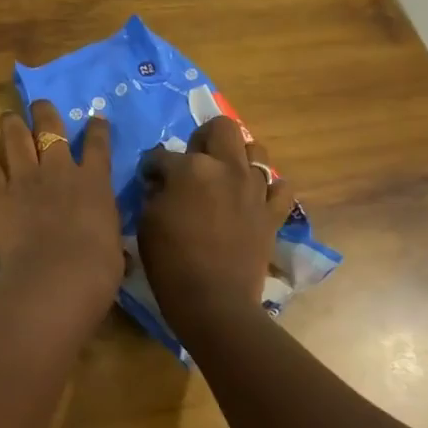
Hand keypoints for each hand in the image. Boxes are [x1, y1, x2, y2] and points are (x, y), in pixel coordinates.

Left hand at [0, 102, 123, 326]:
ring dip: (13, 122)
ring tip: (9, 113)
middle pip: (51, 131)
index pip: (98, 148)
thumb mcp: (115, 252)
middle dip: (46, 114)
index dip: (97, 130)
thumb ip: (109, 240)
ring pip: (17, 138)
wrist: (54, 277)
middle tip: (40, 104)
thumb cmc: (95, 271)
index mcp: (94, 184)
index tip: (96, 118)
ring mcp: (25, 178)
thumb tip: (116, 253)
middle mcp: (59, 171)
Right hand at [137, 115, 290, 334]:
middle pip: (222, 127)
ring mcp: (255, 189)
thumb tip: (162, 183)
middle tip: (192, 160)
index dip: (152, 167)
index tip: (148, 179)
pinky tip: (253, 197)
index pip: (163, 154)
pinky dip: (267, 188)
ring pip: (256, 150)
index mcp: (190, 168)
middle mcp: (226, 168)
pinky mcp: (273, 213)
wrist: (213, 300)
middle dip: (203, 137)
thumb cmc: (170, 261)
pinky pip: (280, 187)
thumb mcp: (147, 221)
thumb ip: (155, 193)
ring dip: (238, 157)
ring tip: (224, 175)